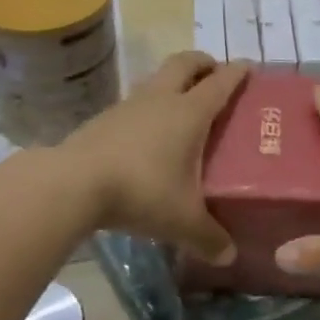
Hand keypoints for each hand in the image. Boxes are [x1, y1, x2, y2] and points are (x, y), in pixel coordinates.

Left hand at [60, 53, 246, 263]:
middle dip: (203, 63)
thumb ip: (209, 238)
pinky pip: (135, 103)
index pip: (220, 83)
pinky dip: (149, 108)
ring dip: (173, 83)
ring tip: (183, 106)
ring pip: (156, 79)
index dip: (237, 73)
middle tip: (215, 74)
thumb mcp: (182, 222)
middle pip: (184, 63)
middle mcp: (161, 99)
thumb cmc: (141, 191)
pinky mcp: (103, 119)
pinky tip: (148, 135)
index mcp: (189, 113)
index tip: (248, 67)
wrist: (71, 184)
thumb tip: (229, 256)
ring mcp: (129, 105)